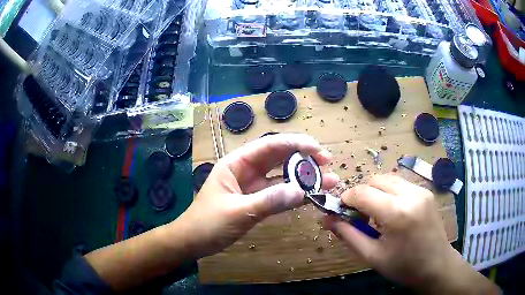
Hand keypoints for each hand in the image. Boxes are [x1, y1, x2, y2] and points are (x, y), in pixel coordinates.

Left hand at [178, 133, 338, 257]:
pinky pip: (279, 193)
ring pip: (282, 176)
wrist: (193, 242)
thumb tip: (301, 192)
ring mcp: (253, 186)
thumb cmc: (208, 224)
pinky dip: (295, 193)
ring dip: (304, 177)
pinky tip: (311, 194)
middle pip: (279, 157)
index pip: (270, 146)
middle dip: (304, 157)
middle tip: (328, 162)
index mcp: (237, 164)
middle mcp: (247, 170)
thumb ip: (269, 201)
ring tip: (328, 179)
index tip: (318, 149)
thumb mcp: (238, 212)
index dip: (295, 144)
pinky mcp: (257, 201)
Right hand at [324, 174, 499, 293]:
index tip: (339, 211)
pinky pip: (401, 184)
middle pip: (375, 179)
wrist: (436, 266)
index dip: (346, 199)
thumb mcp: (372, 256)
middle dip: (362, 194)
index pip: (362, 193)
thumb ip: (348, 235)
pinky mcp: (426, 191)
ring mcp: (421, 190)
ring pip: (388, 179)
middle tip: (359, 215)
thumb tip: (328, 220)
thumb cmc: (403, 266)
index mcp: (397, 213)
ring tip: (376, 214)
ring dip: (376, 191)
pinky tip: (392, 212)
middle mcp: (411, 194)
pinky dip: (389, 193)